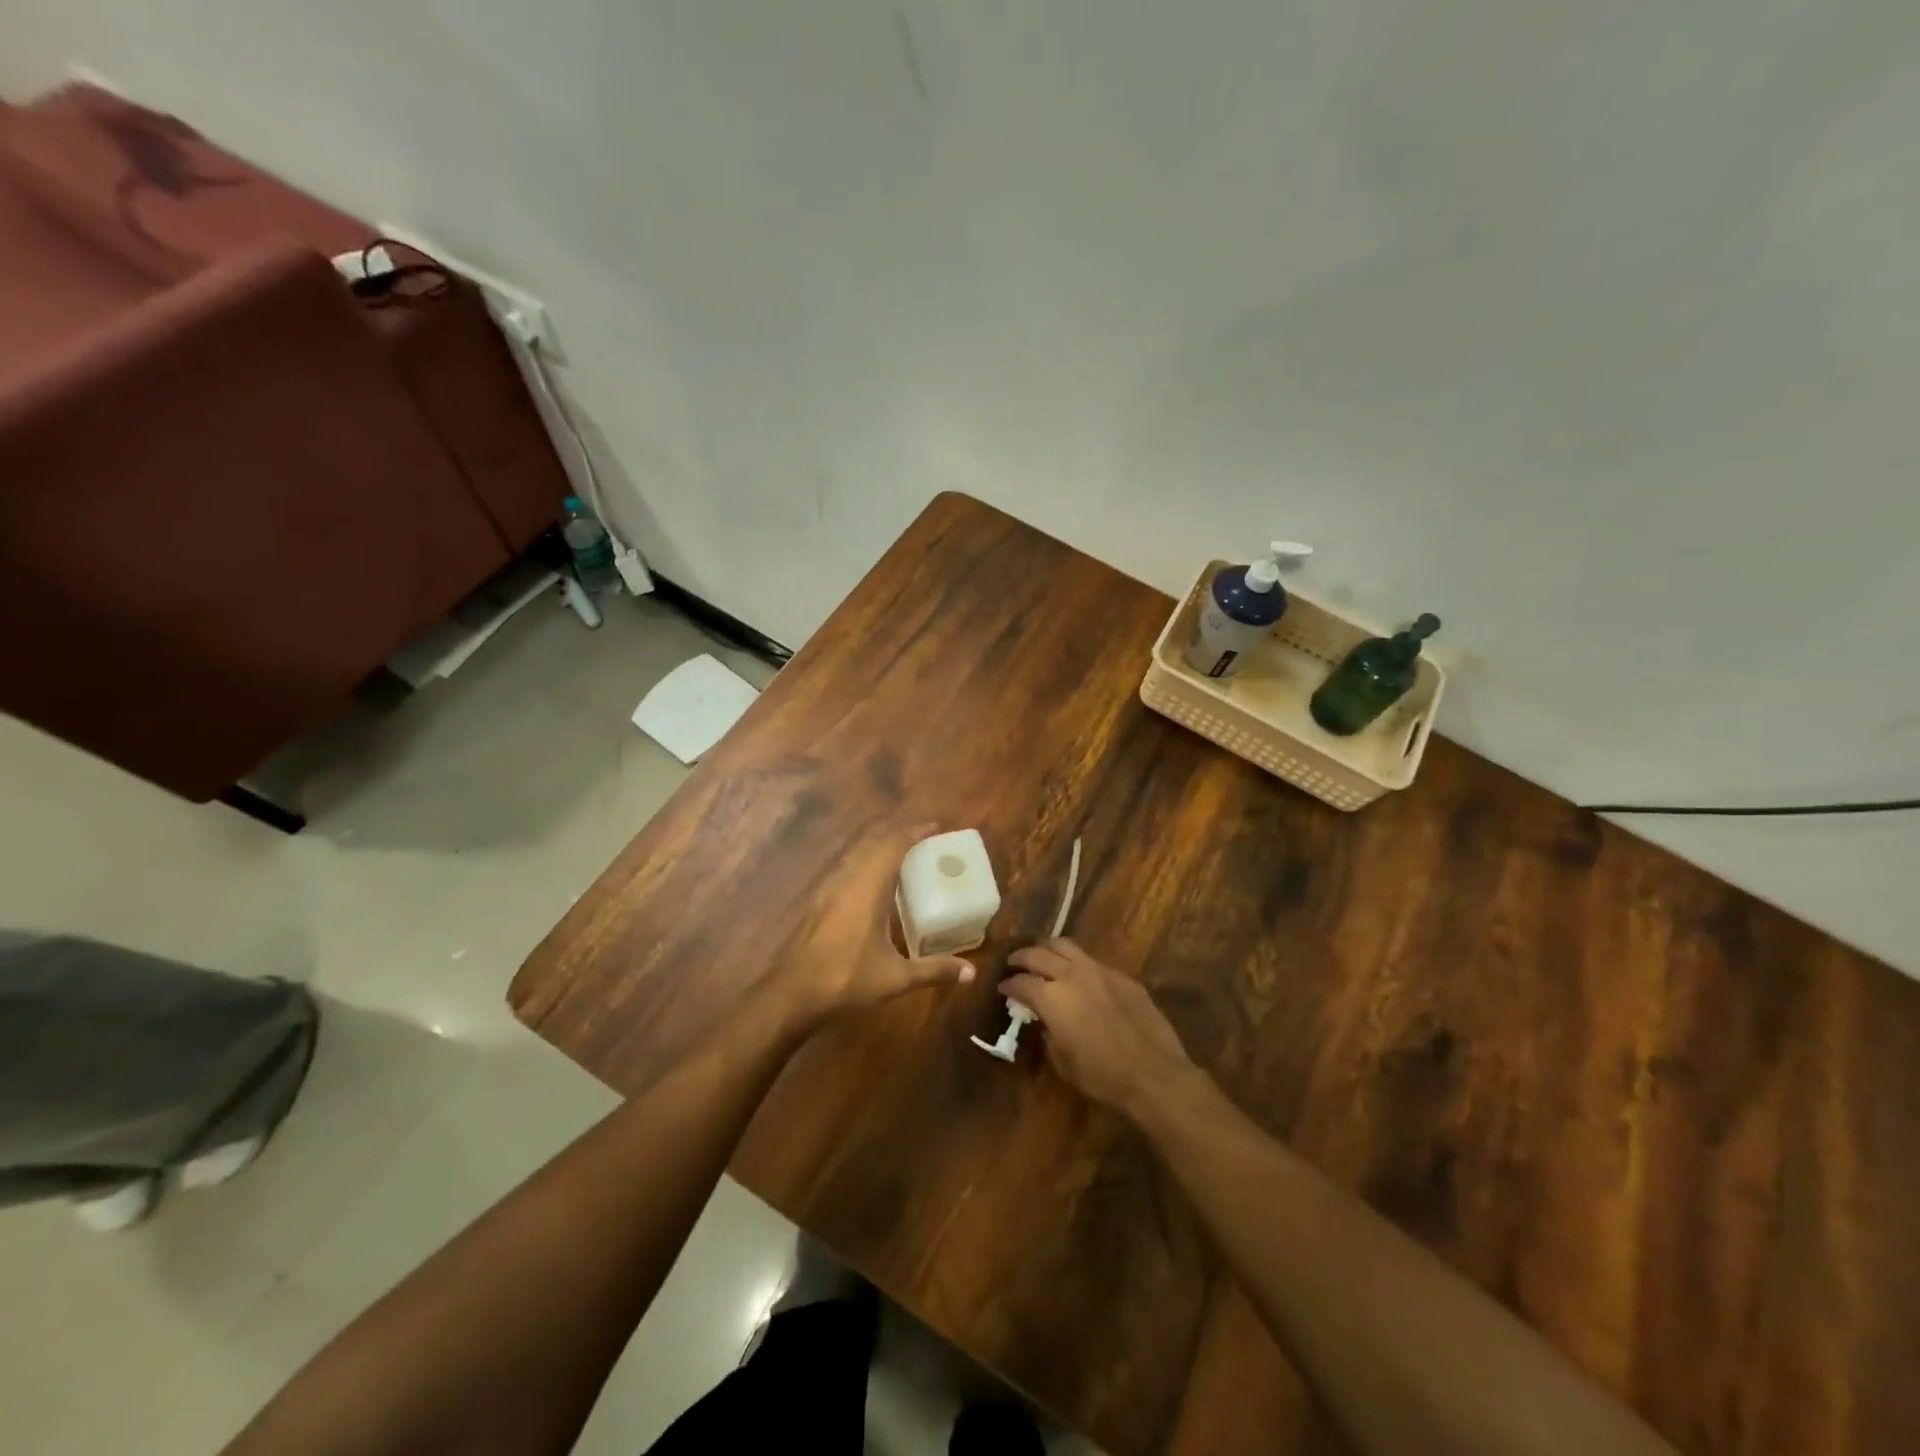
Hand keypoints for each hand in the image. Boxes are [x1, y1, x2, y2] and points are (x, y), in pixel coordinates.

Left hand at [772, 822, 975, 1024]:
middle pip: (875, 844)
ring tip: (907, 859)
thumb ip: (934, 970)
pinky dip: (868, 866)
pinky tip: (878, 888)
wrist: (791, 995)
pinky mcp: (820, 903)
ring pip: (859, 856)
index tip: (937, 826)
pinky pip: (849, 871)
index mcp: (868, 888)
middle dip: (901, 836)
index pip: (893, 845)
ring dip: (882, 850)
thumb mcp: (895, 978)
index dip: (915, 831)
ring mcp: (830, 890)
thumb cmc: (845, 980)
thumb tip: (971, 972)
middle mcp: (848, 881)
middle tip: (927, 841)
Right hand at [1001, 939, 1198, 1114]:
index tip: (1003, 988)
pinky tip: (1079, 976)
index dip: (1009, 985)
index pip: (1021, 982)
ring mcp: (1099, 970)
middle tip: (1014, 963)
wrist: (1152, 1072)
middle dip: (1022, 957)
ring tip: (1043, 956)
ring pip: (1066, 945)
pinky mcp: (1122, 976)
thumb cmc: (1101, 1075)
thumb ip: (1048, 1034)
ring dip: (1048, 949)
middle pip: (1039, 953)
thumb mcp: (1062, 1061)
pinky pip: (1092, 961)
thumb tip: (1046, 1021)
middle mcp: (1071, 975)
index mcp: (1051, 997)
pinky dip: (1077, 963)